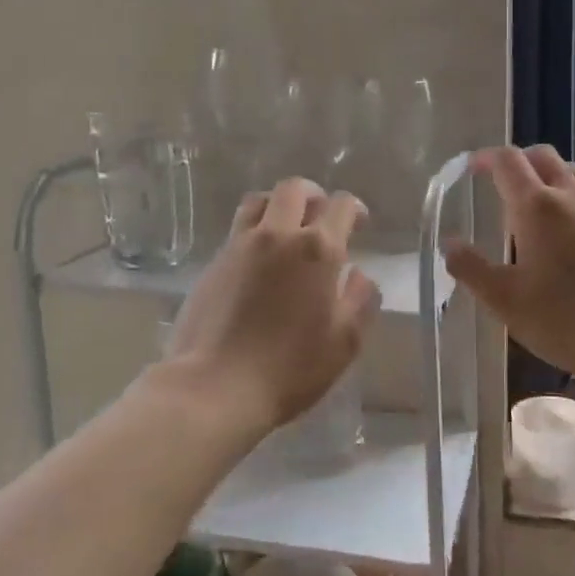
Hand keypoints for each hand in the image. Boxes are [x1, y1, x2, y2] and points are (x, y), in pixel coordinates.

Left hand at [165, 178, 381, 431]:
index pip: (341, 205)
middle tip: (321, 217)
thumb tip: (359, 274)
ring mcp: (241, 244)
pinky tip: (259, 259)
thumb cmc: (290, 368)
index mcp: (317, 249)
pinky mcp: (214, 261)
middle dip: (315, 196)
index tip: (359, 224)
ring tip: (287, 228)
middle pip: (295, 189)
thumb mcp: (344, 342)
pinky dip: (255, 229)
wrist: (215, 386)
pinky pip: (238, 228)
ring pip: (260, 200)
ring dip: (279, 205)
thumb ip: (360, 300)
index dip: (355, 209)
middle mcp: (278, 235)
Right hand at [446, 145, 574, 384]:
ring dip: (547, 175)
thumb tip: (449, 244)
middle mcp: (570, 195)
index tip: (471, 168)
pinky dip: (571, 198)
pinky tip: (568, 233)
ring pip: (571, 172)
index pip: (507, 161)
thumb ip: (471, 268)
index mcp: (536, 206)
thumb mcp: (504, 300)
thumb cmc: (564, 318)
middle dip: (517, 160)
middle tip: (500, 181)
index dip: (485, 158)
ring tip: (533, 204)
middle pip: (542, 155)